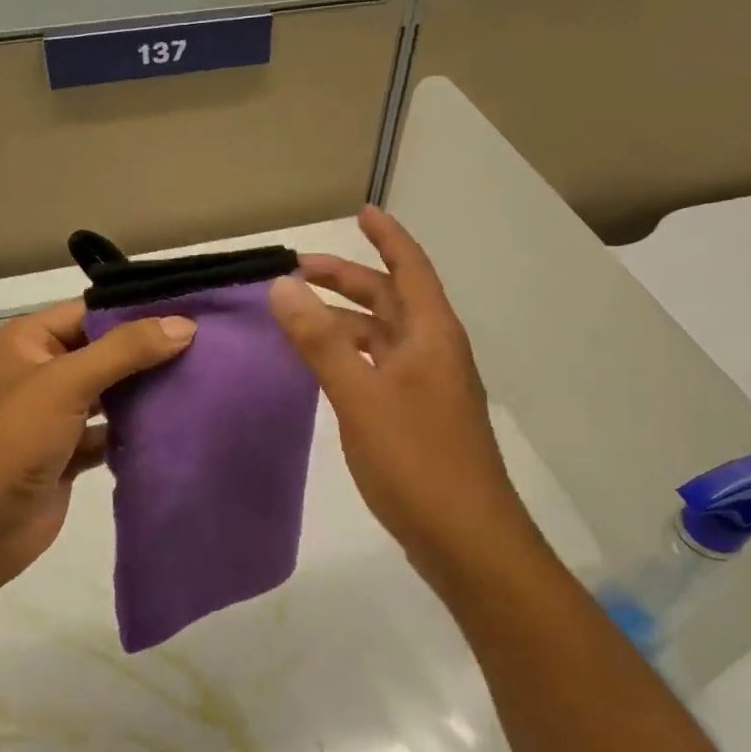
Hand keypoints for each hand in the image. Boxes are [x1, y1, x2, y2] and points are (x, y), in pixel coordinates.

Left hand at [0, 300, 195, 589]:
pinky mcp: (68, 453)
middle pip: (104, 352)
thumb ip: (125, 350)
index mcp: (28, 341)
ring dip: (146, 391)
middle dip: (149, 352)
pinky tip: (175, 424)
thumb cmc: (13, 440)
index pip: (90, 313)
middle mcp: (40, 371)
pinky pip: (110, 432)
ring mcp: (54, 415)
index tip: (192, 313)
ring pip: (110, 393)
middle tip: (207, 347)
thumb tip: (184, 324)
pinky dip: (136, 430)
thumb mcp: (67, 382)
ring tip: (201, 379)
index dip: (138, 312)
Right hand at [268, 206, 536, 583]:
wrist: (467, 540)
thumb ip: (320, 341)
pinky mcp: (417, 416)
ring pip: (383, 336)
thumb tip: (283, 286)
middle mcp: (433, 351)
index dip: (387, 236)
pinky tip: (322, 367)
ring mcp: (427, 386)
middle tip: (299, 269)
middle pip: (391, 298)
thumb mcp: (360, 396)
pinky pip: (379, 367)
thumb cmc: (418, 460)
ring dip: (345, 320)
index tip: (361, 211)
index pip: (409, 267)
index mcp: (431, 335)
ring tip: (298, 316)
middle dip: (349, 278)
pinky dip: (350, 355)